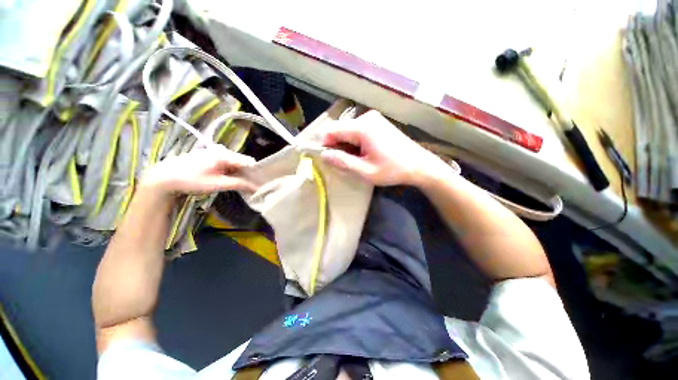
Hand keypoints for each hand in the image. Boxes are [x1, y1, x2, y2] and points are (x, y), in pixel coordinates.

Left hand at [140, 145, 257, 196]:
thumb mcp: (217, 184)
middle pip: (243, 162)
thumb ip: (238, 184)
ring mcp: (216, 153)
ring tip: (244, 185)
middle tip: (253, 186)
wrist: (164, 177)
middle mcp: (222, 151)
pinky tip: (232, 180)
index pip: (249, 162)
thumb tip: (256, 188)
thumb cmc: (191, 180)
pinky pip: (228, 164)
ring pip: (236, 163)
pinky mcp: (211, 157)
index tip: (261, 183)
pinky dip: (233, 172)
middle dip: (249, 174)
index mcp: (224, 154)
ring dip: (241, 174)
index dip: (257, 172)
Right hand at [319, 110, 446, 185]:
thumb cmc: (393, 170)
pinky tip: (363, 153)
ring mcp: (373, 119)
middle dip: (336, 146)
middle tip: (342, 163)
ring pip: (348, 130)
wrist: (419, 165)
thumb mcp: (365, 171)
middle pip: (339, 129)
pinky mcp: (378, 123)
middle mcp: (366, 118)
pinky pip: (358, 130)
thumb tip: (324, 155)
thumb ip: (343, 162)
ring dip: (346, 145)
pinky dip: (354, 142)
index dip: (324, 144)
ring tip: (355, 160)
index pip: (331, 130)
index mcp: (362, 127)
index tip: (326, 159)